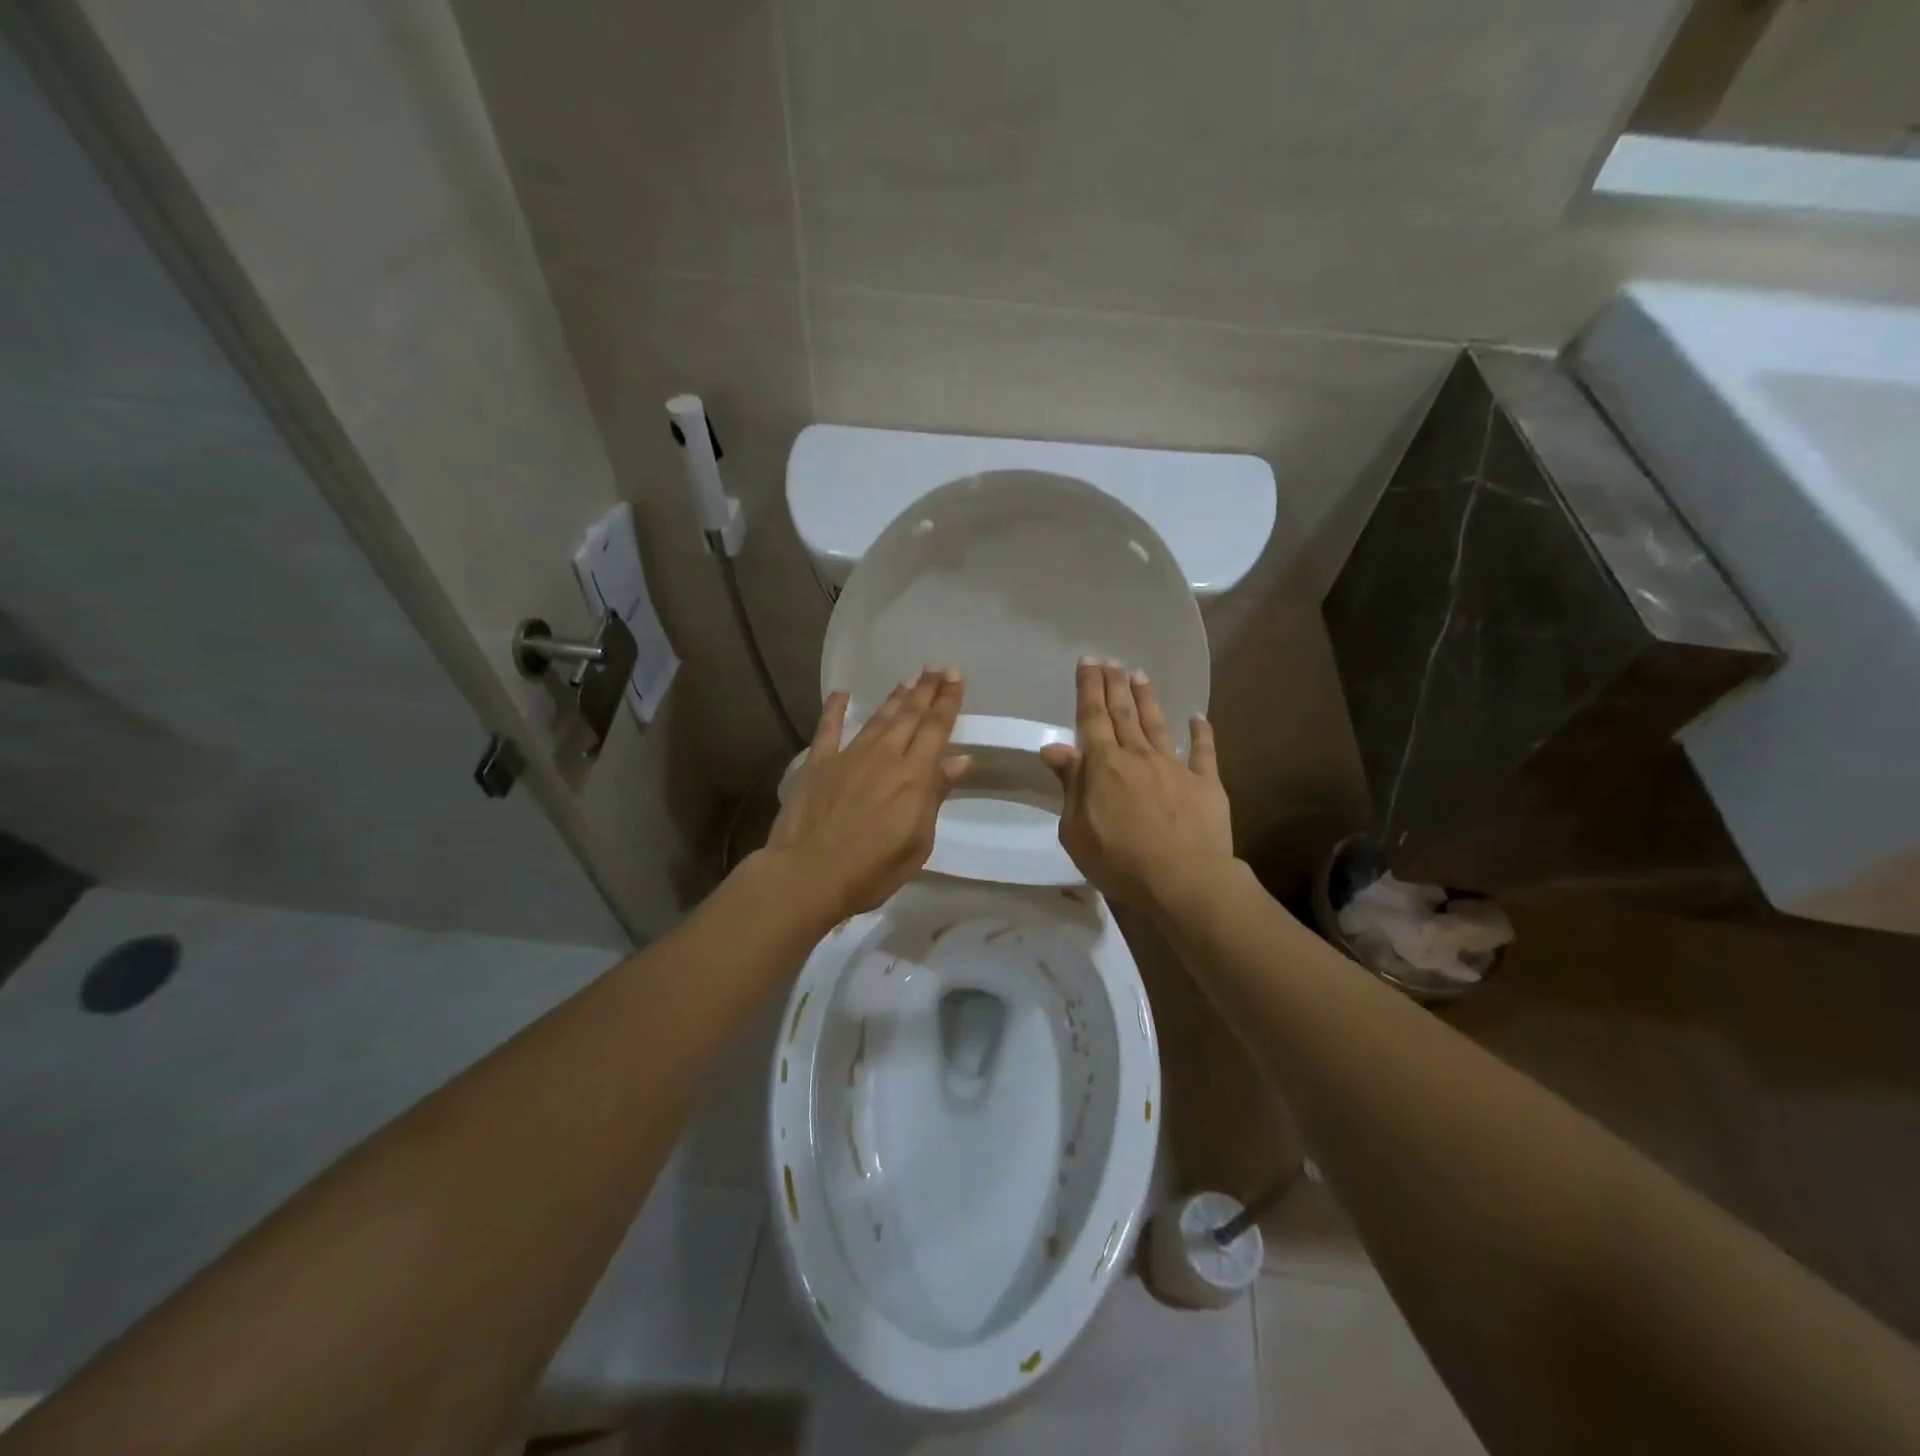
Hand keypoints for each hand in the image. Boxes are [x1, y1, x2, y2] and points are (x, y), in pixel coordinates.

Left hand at [760, 667, 970, 924]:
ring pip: (877, 718)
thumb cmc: (872, 869)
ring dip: (894, 698)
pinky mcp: (818, 764)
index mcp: (914, 775)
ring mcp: (849, 756)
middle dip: (925, 690)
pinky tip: (841, 693)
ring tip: (907, 679)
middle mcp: (885, 756)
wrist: (809, 874)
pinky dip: (834, 708)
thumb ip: (936, 795)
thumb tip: (959, 759)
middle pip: (910, 716)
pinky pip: (828, 728)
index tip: (954, 676)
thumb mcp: (917, 841)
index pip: (936, 729)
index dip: (947, 701)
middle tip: (936, 667)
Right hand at [1041, 659, 1234, 910]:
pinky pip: (1204, 752)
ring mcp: (1174, 767)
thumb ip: (1069, 784)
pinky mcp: (1206, 784)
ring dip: (1147, 699)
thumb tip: (1054, 748)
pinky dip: (1201, 733)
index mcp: (1103, 765)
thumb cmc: (1117, 860)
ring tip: (1140, 675)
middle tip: (1110, 661)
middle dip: (1114, 685)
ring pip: (1157, 724)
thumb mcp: (1075, 828)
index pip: (1091, 718)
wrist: (1182, 880)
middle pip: (1123, 714)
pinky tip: (1199, 718)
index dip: (1088, 689)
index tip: (1087, 662)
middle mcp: (1137, 756)